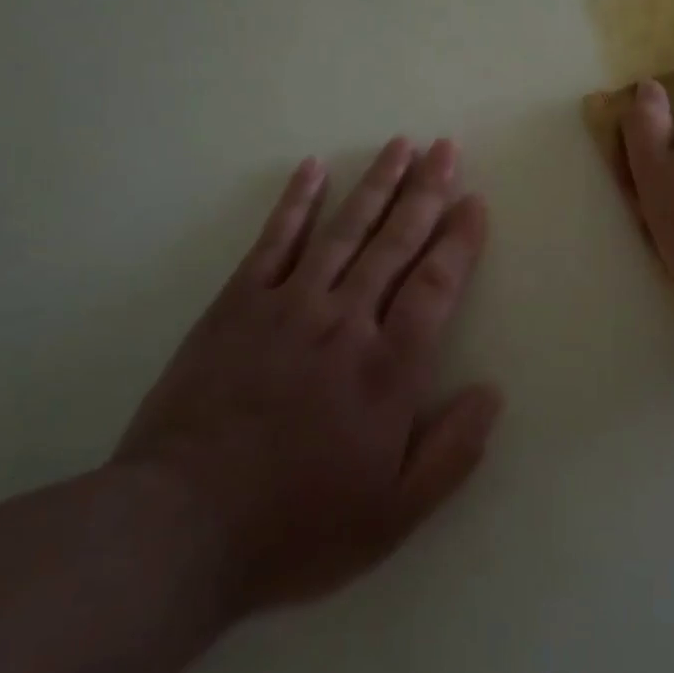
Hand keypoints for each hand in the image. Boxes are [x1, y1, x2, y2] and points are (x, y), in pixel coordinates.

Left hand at [113, 139, 500, 614]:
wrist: (181, 528)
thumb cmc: (297, 526)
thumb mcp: (394, 515)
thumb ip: (451, 452)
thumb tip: (492, 392)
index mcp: (389, 369)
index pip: (436, 284)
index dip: (459, 239)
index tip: (474, 202)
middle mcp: (346, 321)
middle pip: (395, 241)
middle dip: (426, 191)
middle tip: (446, 148)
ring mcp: (289, 305)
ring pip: (344, 229)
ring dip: (376, 182)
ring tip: (400, 144)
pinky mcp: (238, 304)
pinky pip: (274, 240)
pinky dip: (296, 201)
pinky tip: (312, 168)